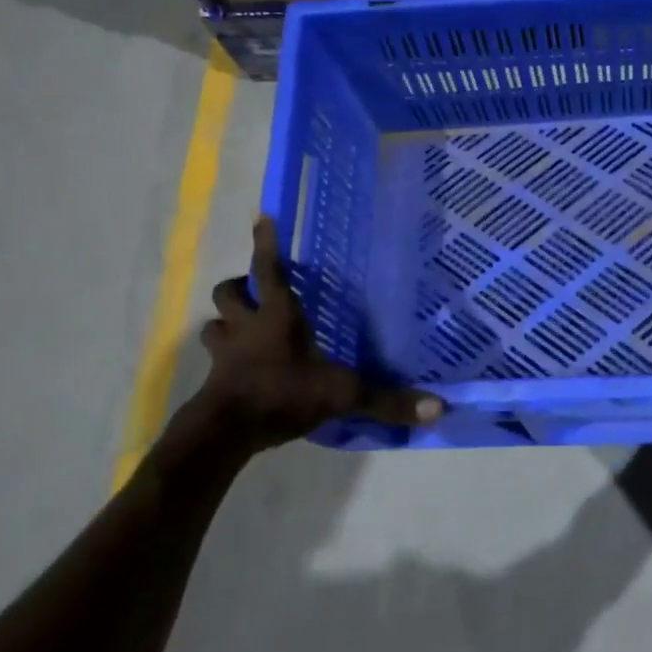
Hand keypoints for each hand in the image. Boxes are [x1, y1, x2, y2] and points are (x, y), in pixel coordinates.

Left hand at [183, 216, 442, 455]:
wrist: (225, 433)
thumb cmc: (282, 394)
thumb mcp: (342, 395)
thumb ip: (386, 400)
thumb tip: (438, 409)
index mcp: (277, 315)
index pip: (269, 268)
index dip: (267, 243)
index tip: (263, 217)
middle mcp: (247, 326)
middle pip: (229, 292)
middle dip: (239, 286)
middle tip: (257, 290)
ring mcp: (225, 354)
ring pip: (214, 324)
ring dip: (226, 322)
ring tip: (244, 327)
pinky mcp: (213, 381)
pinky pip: (214, 360)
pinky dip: (224, 358)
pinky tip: (240, 369)